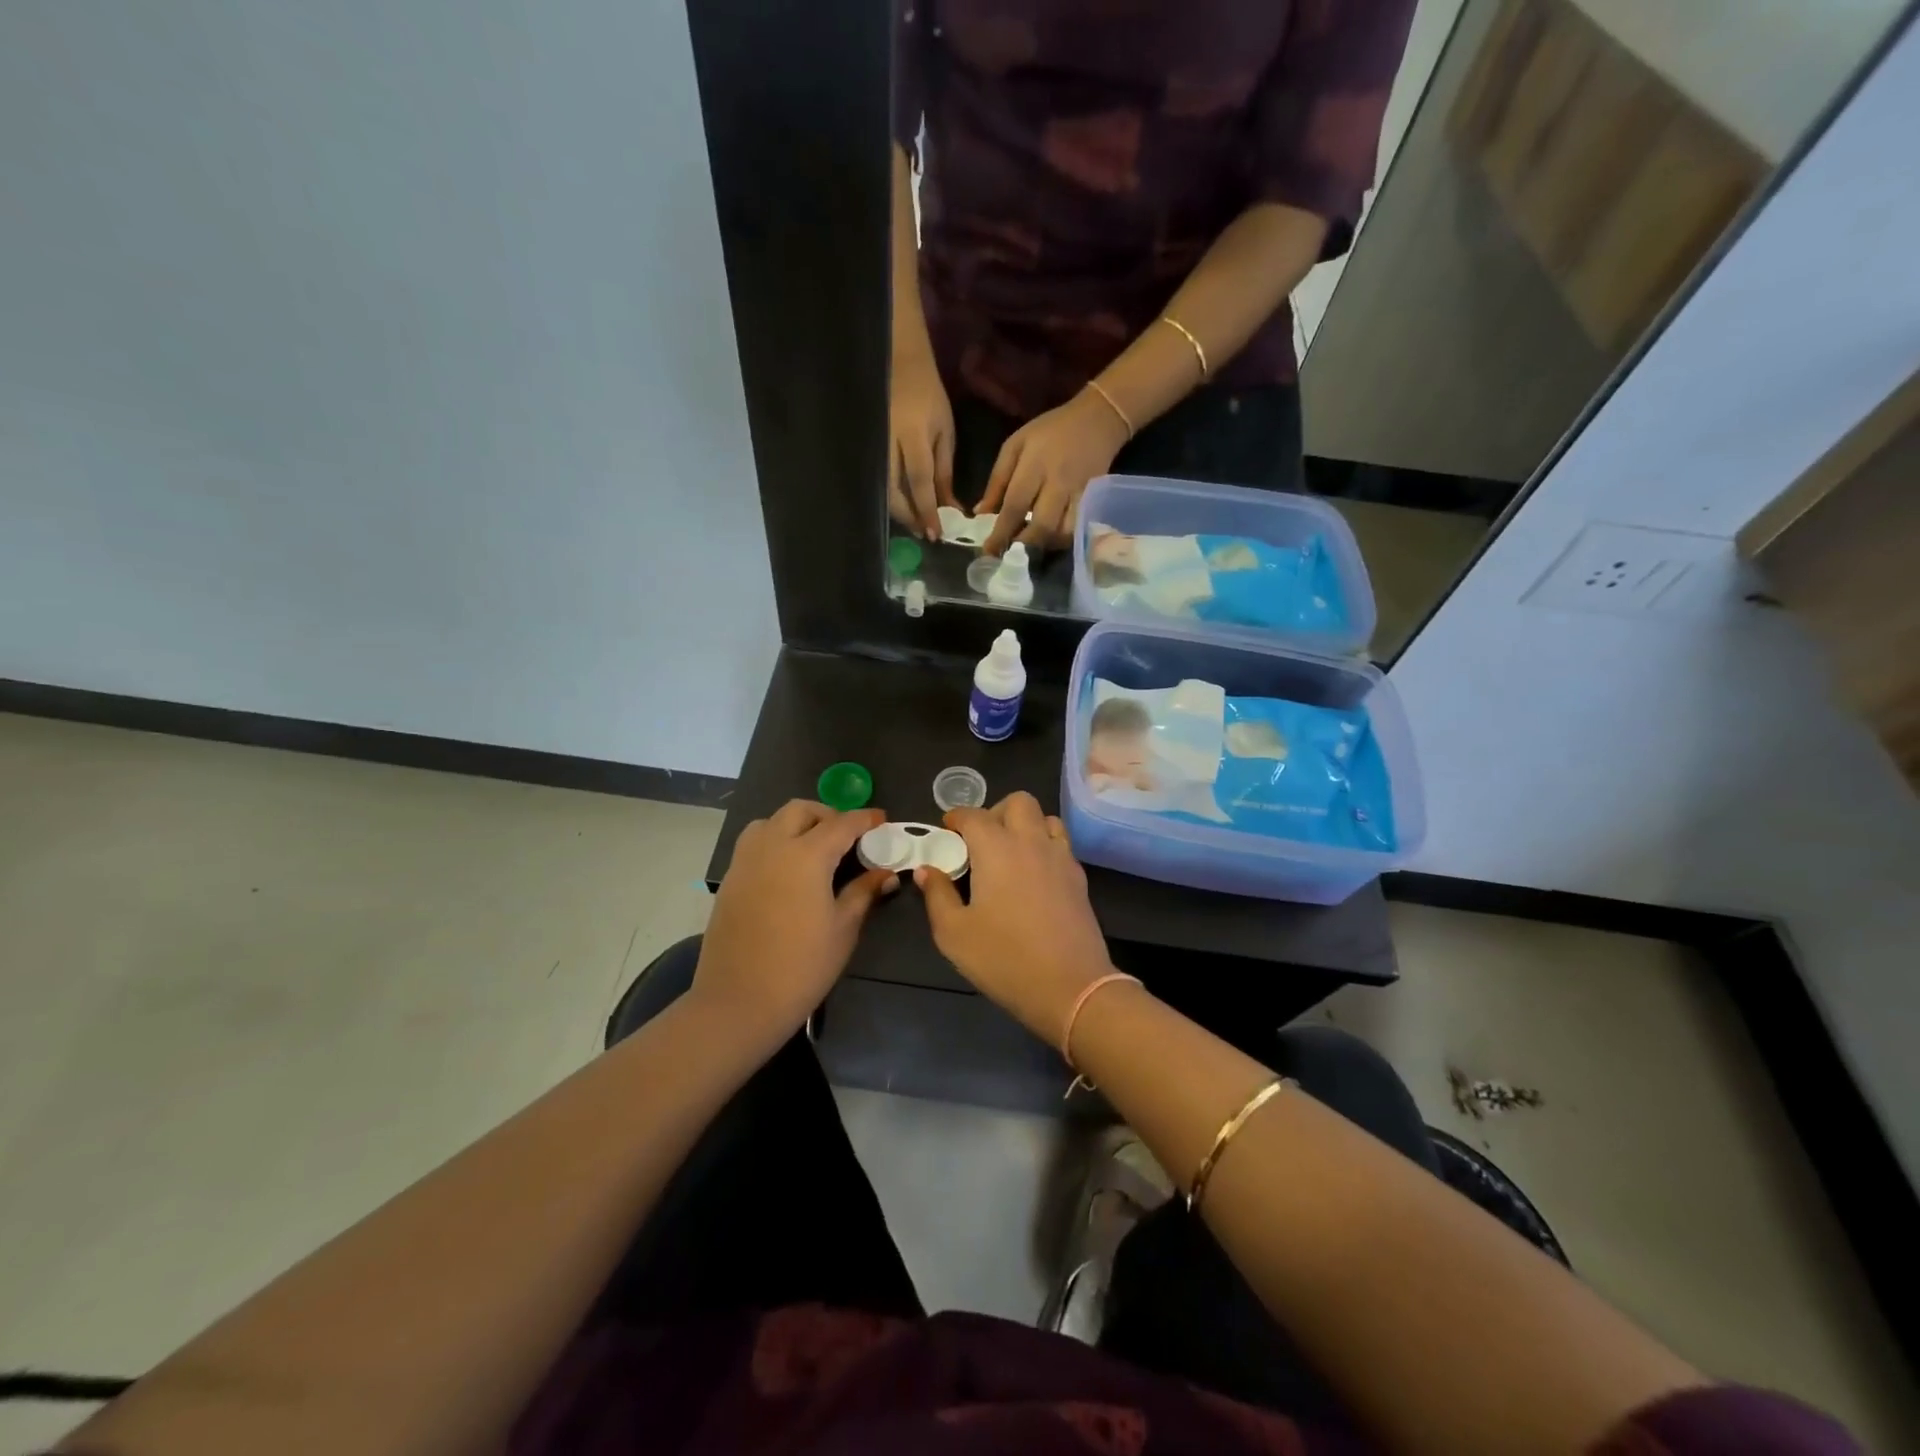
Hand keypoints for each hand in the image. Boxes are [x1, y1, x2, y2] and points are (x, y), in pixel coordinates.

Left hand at [694, 802, 896, 1048]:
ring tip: (814, 848)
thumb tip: (885, 873)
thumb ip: (863, 892)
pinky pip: (754, 843)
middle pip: (800, 811)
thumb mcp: (843, 928)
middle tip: (847, 836)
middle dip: (827, 815)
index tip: (881, 819)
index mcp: (806, 855)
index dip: (864, 819)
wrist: (739, 1001)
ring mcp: (745, 861)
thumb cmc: (802, 966)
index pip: (841, 823)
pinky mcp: (730, 879)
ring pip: (771, 821)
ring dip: (796, 824)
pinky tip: (788, 870)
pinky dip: (775, 840)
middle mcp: (772, 846)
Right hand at [888, 350, 955, 539]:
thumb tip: (950, 508)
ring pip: (882, 490)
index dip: (927, 510)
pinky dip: (891, 499)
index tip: (936, 534)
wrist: (899, 367)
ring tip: (916, 524)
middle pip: (894, 492)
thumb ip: (944, 472)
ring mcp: (874, 446)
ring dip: (899, 512)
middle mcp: (889, 444)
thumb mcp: (944, 432)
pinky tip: (903, 508)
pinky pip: (877, 481)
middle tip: (925, 533)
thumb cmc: (928, 398)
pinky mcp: (867, 450)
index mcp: (913, 436)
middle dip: (910, 517)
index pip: (919, 481)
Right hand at [914, 793, 1115, 1046]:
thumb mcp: (954, 934)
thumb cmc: (1004, 959)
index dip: (956, 817)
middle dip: (995, 811)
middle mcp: (1031, 842)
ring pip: (1045, 818)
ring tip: (1009, 853)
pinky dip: (1044, 845)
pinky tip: (1033, 875)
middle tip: (980, 841)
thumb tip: (927, 870)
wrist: (1070, 987)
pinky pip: (1061, 844)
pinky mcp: (1078, 877)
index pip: (974, 815)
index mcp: (997, 848)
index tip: (946, 830)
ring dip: (1025, 825)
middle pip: (1018, 802)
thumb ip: (937, 895)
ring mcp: (1060, 857)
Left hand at [979, 388, 1128, 556]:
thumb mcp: (1016, 445)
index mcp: (1035, 464)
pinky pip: (1078, 528)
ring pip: (1063, 532)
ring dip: (1044, 545)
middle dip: (1023, 545)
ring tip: (1029, 546)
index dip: (1000, 532)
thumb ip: (997, 480)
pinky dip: (1062, 539)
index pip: (1015, 505)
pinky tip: (1050, 538)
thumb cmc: (1050, 432)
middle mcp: (1059, 481)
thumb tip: (980, 513)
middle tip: (1009, 554)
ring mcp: (1080, 493)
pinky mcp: (1094, 500)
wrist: (1097, 419)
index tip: (987, 552)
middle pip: (1042, 525)